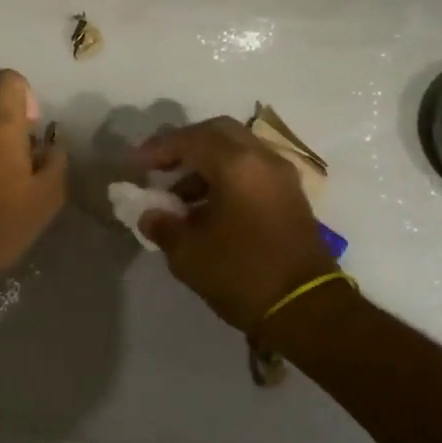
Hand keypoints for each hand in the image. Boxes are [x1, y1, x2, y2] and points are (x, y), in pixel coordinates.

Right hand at [136, 117, 338, 333]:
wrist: (307, 310)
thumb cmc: (242, 275)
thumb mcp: (188, 254)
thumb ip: (163, 225)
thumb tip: (150, 214)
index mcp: (237, 166)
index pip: (190, 140)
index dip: (158, 149)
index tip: (134, 165)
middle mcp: (263, 160)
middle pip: (218, 133)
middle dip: (185, 145)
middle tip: (159, 166)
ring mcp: (282, 177)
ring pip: (237, 150)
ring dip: (205, 163)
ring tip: (177, 196)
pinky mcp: (290, 196)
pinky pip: (252, 170)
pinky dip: (225, 176)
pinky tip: (206, 207)